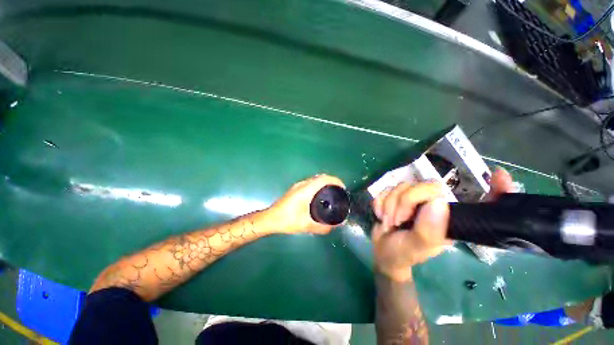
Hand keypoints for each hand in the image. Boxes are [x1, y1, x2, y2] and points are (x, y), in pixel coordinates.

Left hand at [267, 174, 344, 234]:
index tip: (343, 188)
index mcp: (306, 190)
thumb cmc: (287, 220)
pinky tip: (319, 197)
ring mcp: (297, 186)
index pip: (323, 179)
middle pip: (320, 177)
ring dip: (324, 183)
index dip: (335, 180)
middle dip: (331, 182)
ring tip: (331, 194)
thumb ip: (322, 227)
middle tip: (339, 192)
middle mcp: (302, 184)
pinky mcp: (295, 189)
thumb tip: (334, 226)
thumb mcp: (306, 225)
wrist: (270, 219)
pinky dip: (318, 186)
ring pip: (314, 179)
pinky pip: (310, 183)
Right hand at [372, 168, 514, 281]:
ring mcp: (412, 199)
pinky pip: (384, 191)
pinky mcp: (394, 196)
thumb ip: (429, 230)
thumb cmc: (403, 253)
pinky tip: (382, 215)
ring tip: (390, 222)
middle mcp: (432, 204)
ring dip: (388, 206)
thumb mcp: (417, 247)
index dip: (492, 190)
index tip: (501, 176)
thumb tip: (438, 201)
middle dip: (403, 203)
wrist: (382, 252)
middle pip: (421, 186)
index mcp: (447, 218)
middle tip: (398, 221)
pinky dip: (379, 204)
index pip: (473, 200)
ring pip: (398, 186)